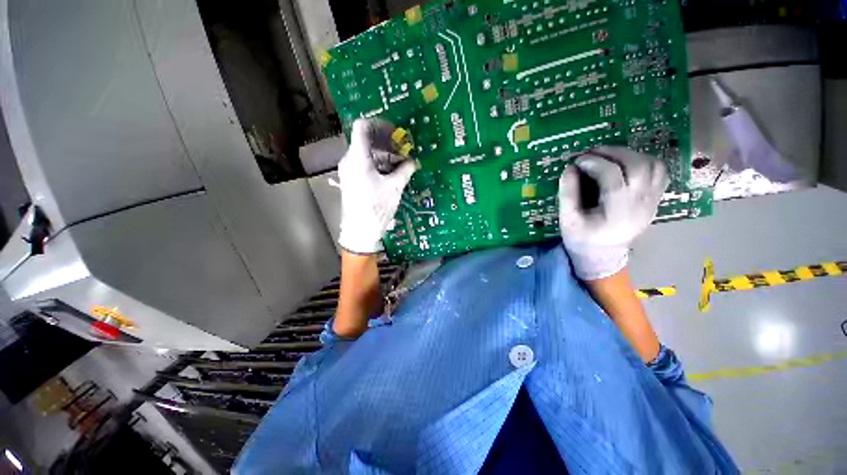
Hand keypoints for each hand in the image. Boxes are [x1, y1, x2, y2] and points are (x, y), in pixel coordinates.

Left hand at [338, 119, 417, 253]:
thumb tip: (413, 162)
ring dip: (384, 156)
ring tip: (399, 166)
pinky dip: (378, 165)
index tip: (395, 134)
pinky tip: (390, 175)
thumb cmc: (376, 207)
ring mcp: (349, 171)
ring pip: (366, 154)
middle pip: (366, 140)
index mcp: (358, 158)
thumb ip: (405, 170)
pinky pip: (364, 165)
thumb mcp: (394, 188)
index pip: (362, 126)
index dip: (380, 125)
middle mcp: (349, 160)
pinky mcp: (351, 180)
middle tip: (402, 152)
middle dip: (386, 143)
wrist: (360, 231)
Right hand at [558, 146, 668, 280]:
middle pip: (638, 165)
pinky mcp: (655, 199)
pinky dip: (644, 161)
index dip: (594, 163)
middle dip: (613, 152)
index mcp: (617, 212)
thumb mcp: (567, 220)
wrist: (603, 256)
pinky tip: (626, 164)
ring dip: (630, 154)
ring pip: (653, 165)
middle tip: (593, 152)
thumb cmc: (582, 239)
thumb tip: (569, 168)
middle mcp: (641, 203)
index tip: (577, 160)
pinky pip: (660, 172)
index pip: (612, 176)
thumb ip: (567, 194)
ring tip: (609, 156)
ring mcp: (652, 200)